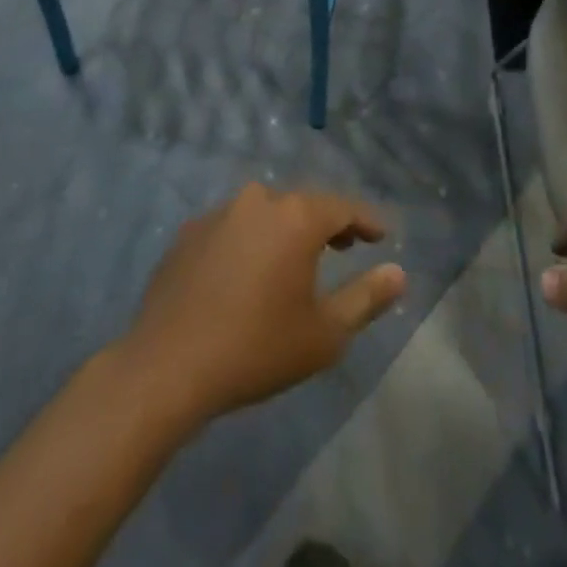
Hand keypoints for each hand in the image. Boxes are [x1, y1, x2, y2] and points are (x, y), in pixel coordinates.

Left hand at [120, 184, 407, 427]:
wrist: (167, 366)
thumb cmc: (256, 348)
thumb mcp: (324, 333)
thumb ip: (366, 298)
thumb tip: (398, 273)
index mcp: (295, 216)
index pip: (343, 206)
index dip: (366, 220)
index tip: (381, 236)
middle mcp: (258, 200)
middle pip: (303, 203)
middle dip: (327, 222)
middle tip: (344, 244)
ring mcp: (219, 212)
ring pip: (265, 211)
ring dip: (285, 228)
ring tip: (296, 258)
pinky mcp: (189, 232)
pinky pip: (233, 227)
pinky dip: (249, 241)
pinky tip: (247, 272)